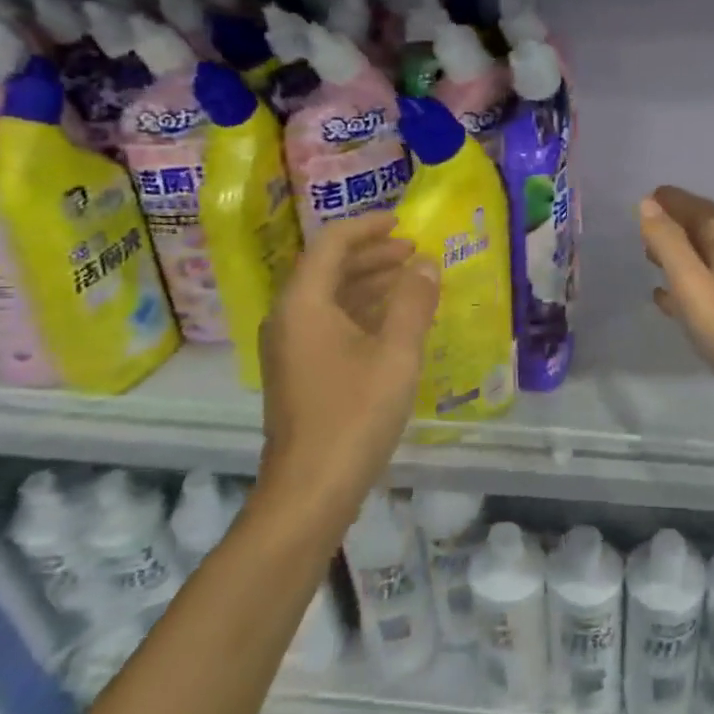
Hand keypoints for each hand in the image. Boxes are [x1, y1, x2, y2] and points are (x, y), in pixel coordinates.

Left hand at [258, 214, 439, 509]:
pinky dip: (360, 313)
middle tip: (413, 253)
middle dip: (371, 255)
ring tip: (409, 281)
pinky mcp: (298, 373)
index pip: (331, 244)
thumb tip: (426, 264)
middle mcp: (288, 318)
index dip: (368, 227)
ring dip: (368, 284)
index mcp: (303, 303)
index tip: (403, 223)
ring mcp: (289, 348)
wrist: (310, 490)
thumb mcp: (395, 354)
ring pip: (329, 298)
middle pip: (328, 269)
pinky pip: (328, 324)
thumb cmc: (354, 415)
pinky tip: (391, 323)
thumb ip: (413, 302)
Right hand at [638, 186, 713, 443]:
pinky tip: (660, 296)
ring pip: (700, 259)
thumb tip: (647, 204)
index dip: (675, 200)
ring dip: (676, 252)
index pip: (700, 208)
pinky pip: (698, 289)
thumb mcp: (690, 279)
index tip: (648, 195)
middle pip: (702, 231)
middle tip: (643, 222)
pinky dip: (679, 285)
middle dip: (674, 222)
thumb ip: (667, 241)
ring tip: (647, 252)